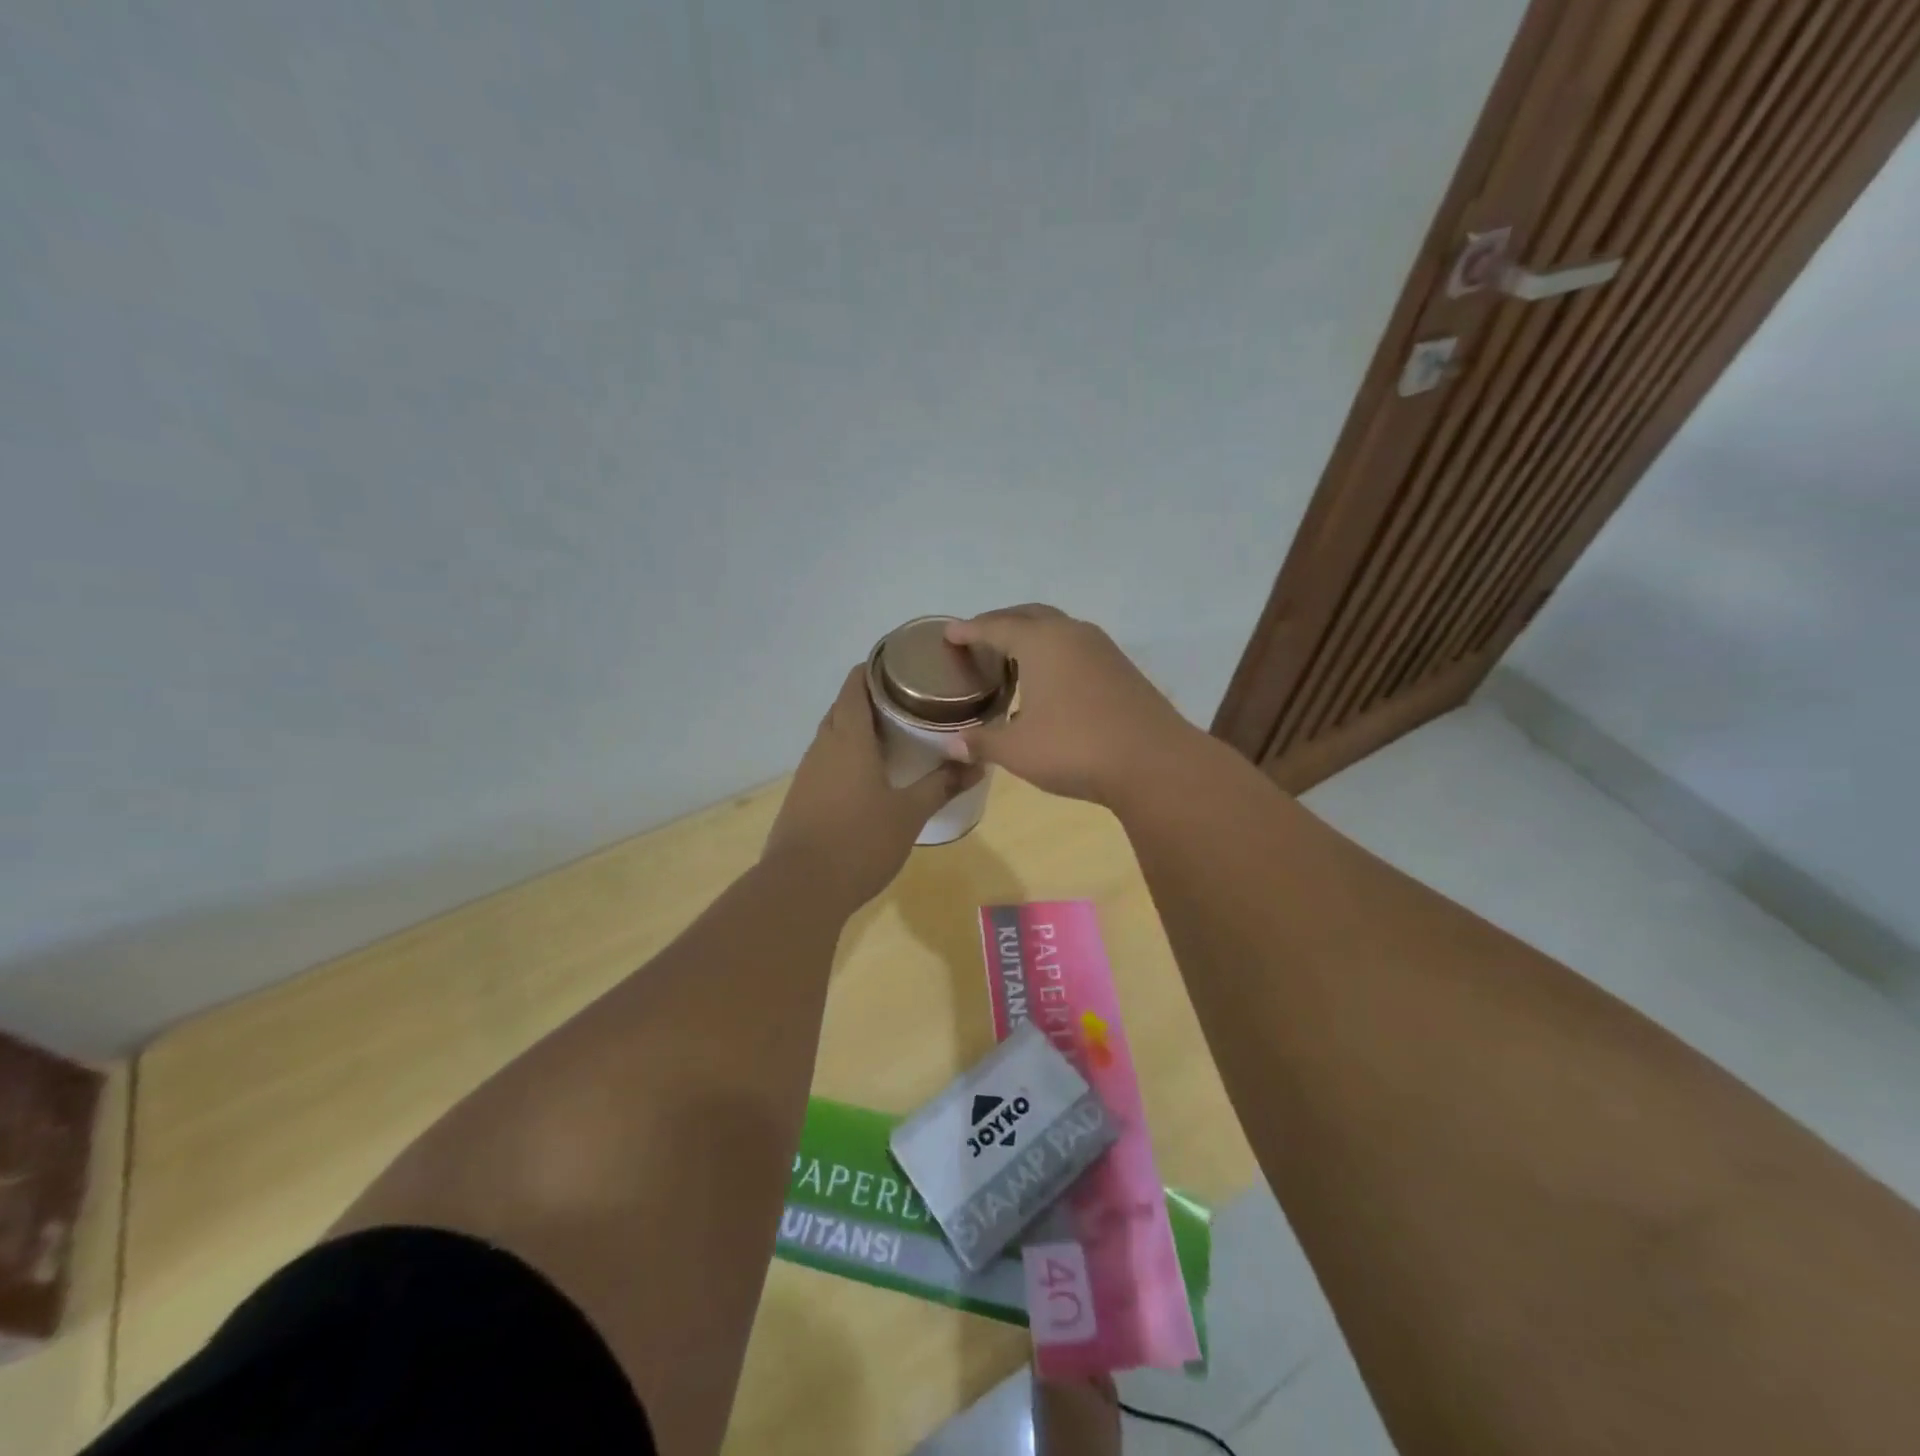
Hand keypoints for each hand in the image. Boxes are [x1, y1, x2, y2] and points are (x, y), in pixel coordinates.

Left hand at [764, 666, 982, 908]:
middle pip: (842, 708)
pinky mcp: (801, 797)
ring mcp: (807, 773)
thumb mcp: (910, 813)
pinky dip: (846, 756)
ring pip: (832, 736)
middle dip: (869, 699)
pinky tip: (867, 775)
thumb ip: (942, 785)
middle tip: (906, 702)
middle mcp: (823, 747)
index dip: (873, 670)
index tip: (899, 666)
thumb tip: (979, 763)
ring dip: (856, 729)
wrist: (801, 888)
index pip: (854, 687)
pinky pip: (826, 762)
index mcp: (848, 739)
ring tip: (891, 734)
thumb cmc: (860, 841)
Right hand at [943, 605, 1201, 804]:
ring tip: (1012, 655)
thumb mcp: (1017, 750)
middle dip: (1001, 622)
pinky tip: (1050, 679)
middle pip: (1029, 615)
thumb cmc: (1074, 748)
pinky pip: (1077, 647)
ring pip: (1058, 628)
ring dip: (1031, 634)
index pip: (995, 627)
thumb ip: (982, 742)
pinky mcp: (1121, 668)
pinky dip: (1054, 652)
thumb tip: (951, 745)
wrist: (1154, 763)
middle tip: (978, 637)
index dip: (969, 631)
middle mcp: (1071, 634)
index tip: (950, 633)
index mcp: (1041, 642)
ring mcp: (1102, 649)